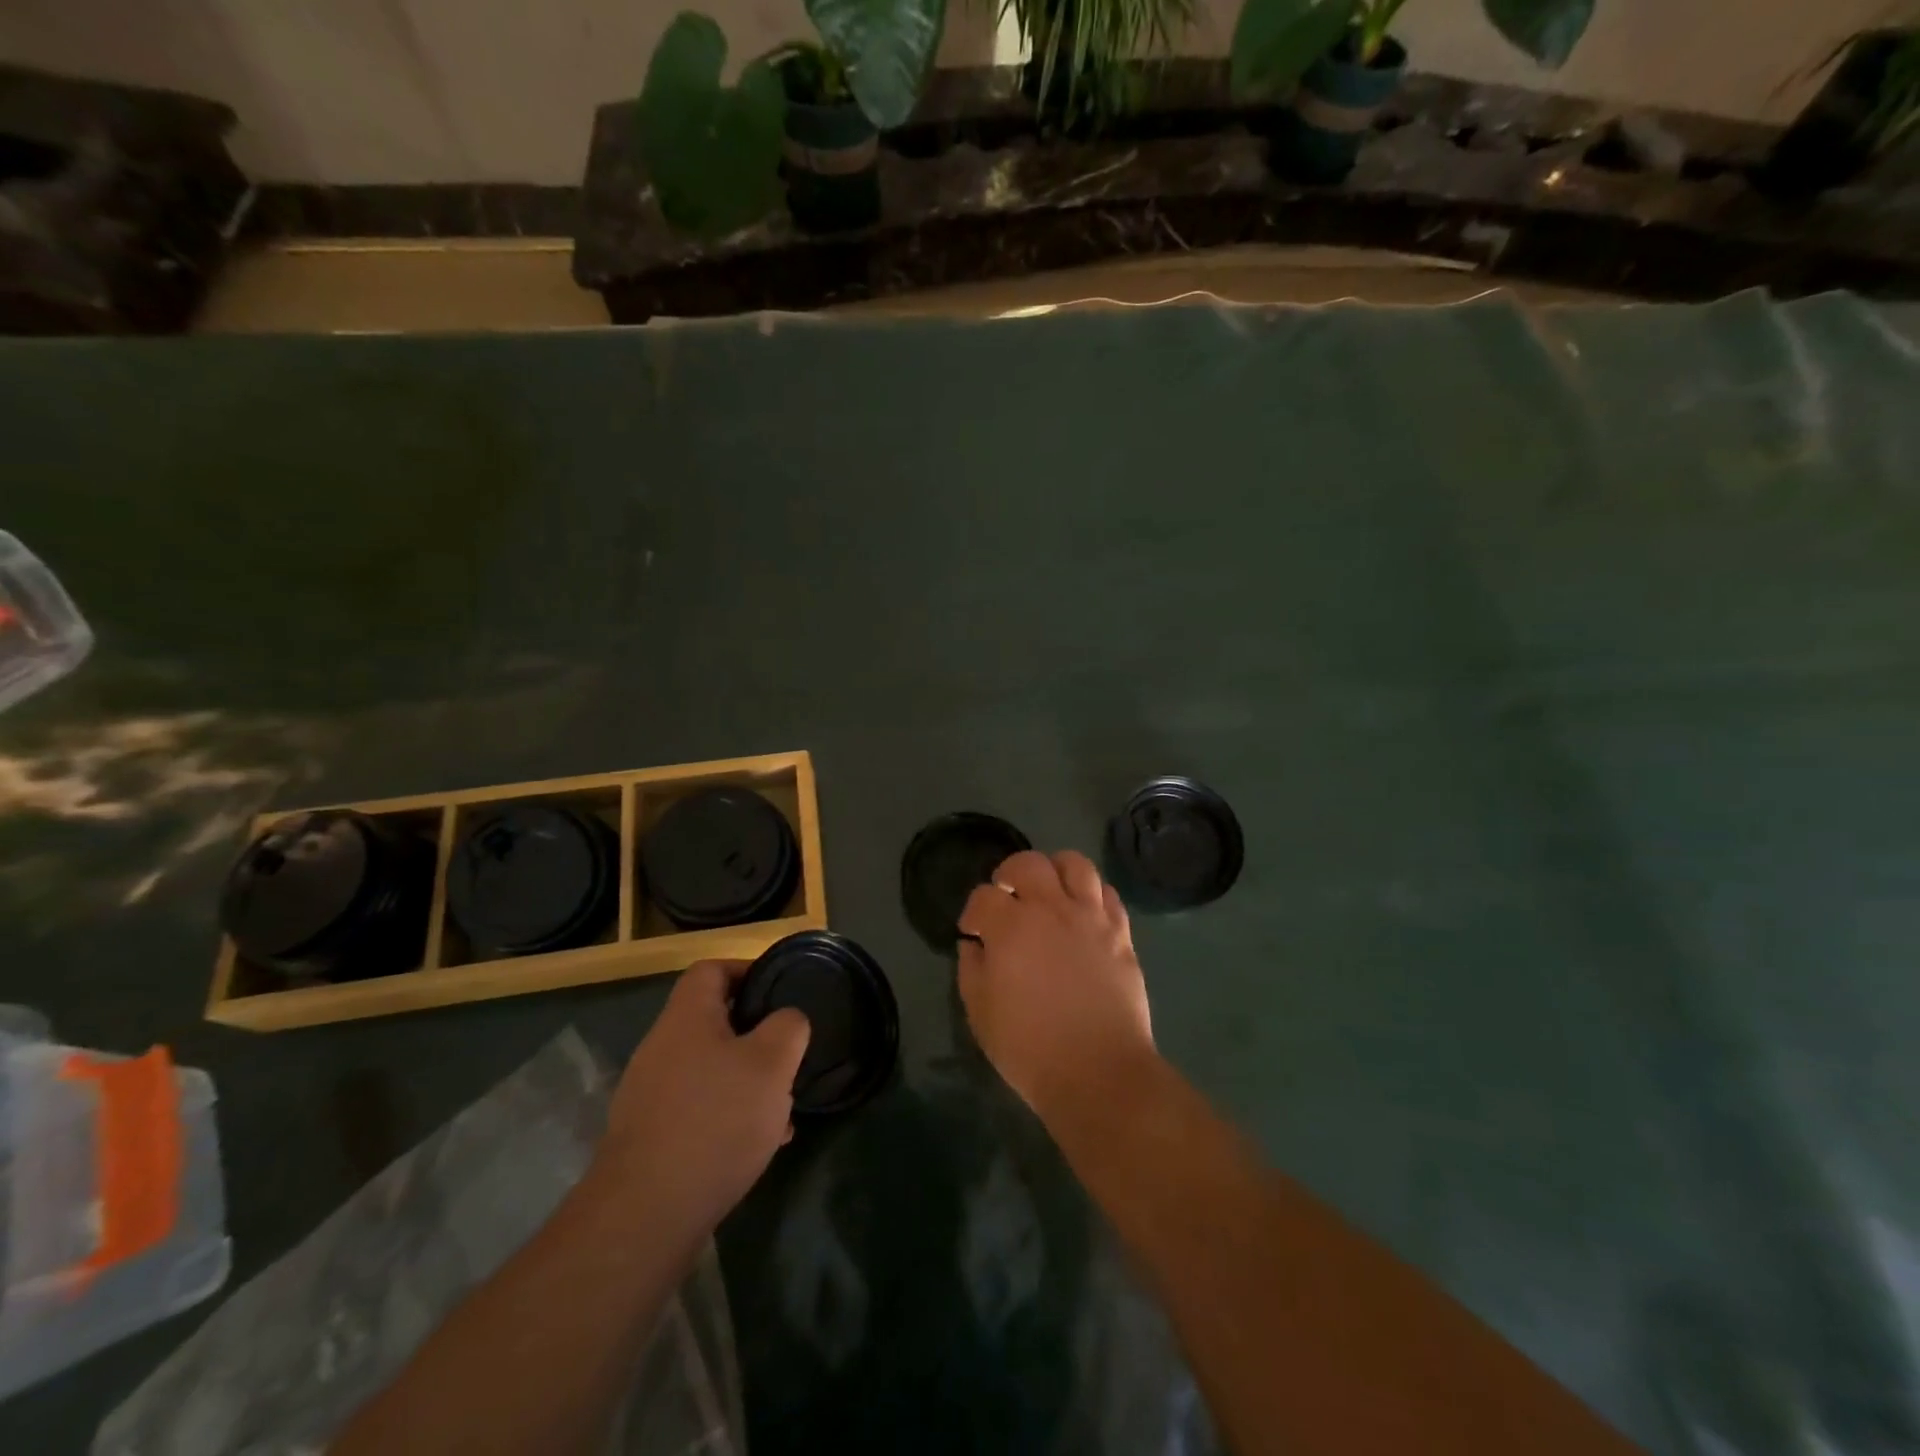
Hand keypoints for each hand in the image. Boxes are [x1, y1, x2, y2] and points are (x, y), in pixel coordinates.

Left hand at [591, 960, 809, 1251]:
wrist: (646, 1214)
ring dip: (745, 1081)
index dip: (746, 969)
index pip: (712, 969)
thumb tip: (787, 1020)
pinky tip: (756, 1146)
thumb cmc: (716, 1119)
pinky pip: (697, 1109)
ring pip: (709, 1070)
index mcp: (686, 1017)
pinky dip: (727, 1116)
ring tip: (780, 1108)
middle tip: (786, 1054)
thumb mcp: (772, 1062)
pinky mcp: (649, 1137)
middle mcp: (661, 1047)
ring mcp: (649, 1094)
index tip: (778, 988)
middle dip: (755, 1036)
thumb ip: (788, 1027)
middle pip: (712, 1022)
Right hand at [956, 849, 1156, 1126]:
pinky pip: (1108, 894)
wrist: (1098, 1072)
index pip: (983, 897)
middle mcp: (1051, 909)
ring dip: (1056, 871)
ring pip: (1075, 864)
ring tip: (1049, 892)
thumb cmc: (1029, 1048)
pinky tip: (1083, 912)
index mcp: (1010, 927)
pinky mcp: (1121, 933)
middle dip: (1010, 873)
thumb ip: (972, 968)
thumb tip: (974, 944)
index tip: (973, 932)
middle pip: (1029, 863)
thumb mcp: (980, 1013)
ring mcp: (1090, 918)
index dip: (973, 912)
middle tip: (1007, 896)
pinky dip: (1091, 894)